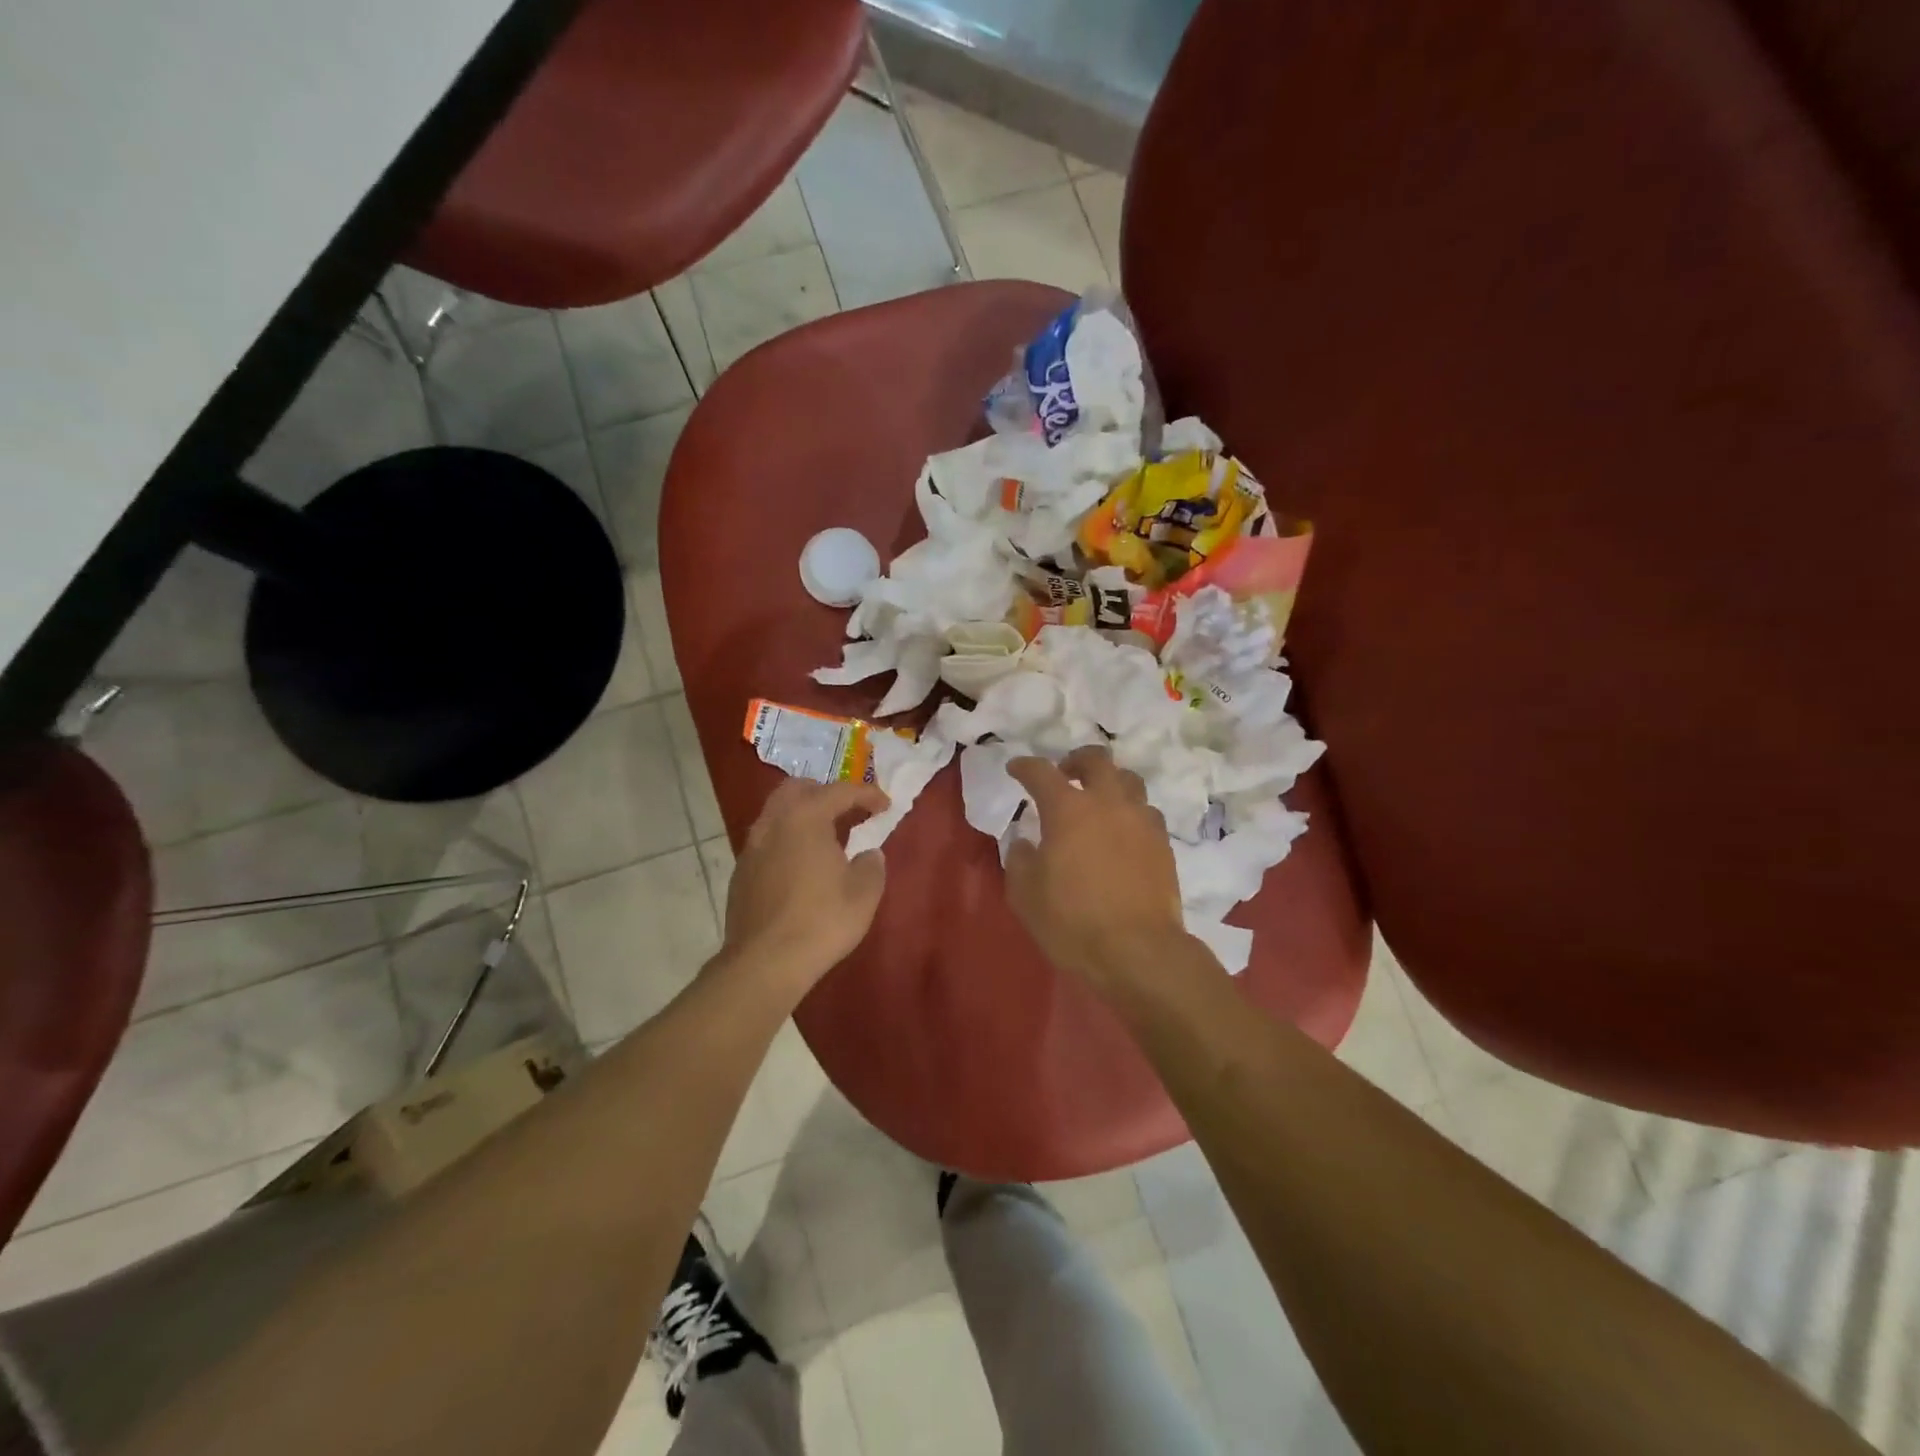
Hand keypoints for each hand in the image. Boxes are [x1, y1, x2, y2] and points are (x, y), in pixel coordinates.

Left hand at [720, 778, 888, 996]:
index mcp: (806, 818)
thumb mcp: (864, 893)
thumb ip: (871, 865)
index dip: (867, 794)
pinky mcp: (740, 872)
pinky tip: (801, 864)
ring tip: (826, 836)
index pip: (840, 791)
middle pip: (798, 789)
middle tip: (848, 809)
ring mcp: (752, 847)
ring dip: (802, 815)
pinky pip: (767, 840)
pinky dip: (787, 839)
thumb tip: (868, 855)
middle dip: (825, 792)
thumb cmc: (822, 921)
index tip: (885, 805)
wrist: (765, 963)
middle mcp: (773, 823)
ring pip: (777, 813)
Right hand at [1004, 747, 1193, 994]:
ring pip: (1129, 781)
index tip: (1016, 768)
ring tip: (1099, 801)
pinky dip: (1130, 813)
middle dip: (1076, 760)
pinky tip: (1123, 833)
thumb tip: (1026, 843)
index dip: (1025, 767)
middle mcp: (1108, 804)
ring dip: (1110, 783)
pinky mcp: (1163, 844)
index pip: (1041, 772)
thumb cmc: (1072, 921)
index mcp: (1068, 810)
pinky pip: (1146, 813)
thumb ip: (1020, 860)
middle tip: (1065, 774)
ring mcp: (1141, 821)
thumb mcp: (1025, 895)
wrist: (1138, 951)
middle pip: (1097, 760)